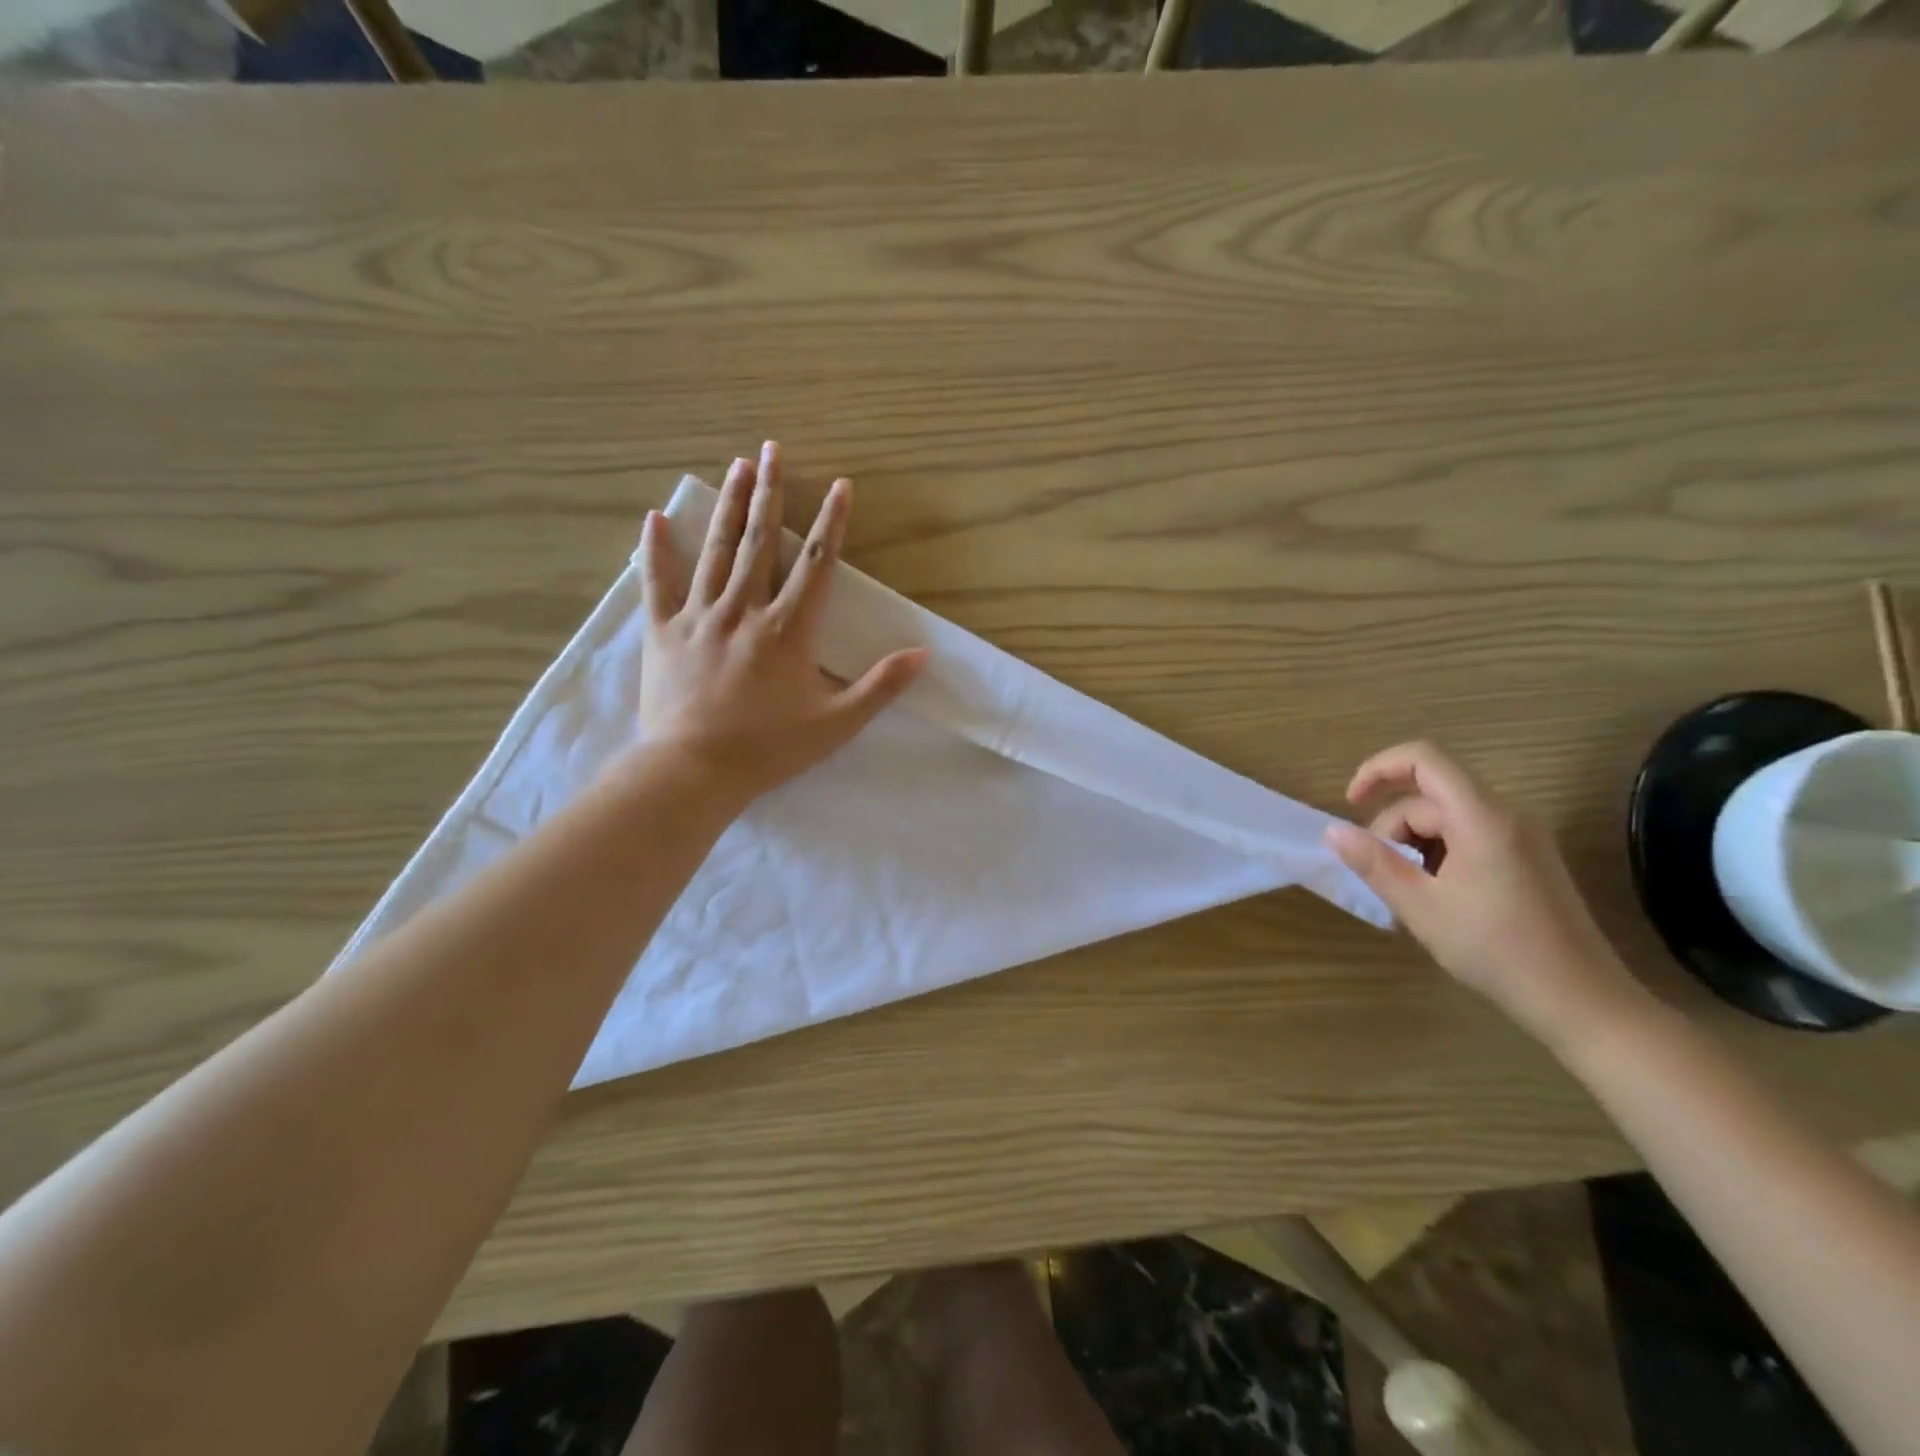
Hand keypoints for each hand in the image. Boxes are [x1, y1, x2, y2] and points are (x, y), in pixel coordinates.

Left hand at [635, 442, 927, 802]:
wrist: (693, 770)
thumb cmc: (769, 748)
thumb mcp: (836, 724)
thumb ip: (880, 686)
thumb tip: (923, 654)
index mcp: (787, 629)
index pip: (815, 564)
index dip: (830, 523)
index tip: (839, 485)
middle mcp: (743, 610)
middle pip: (760, 542)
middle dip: (769, 493)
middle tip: (771, 449)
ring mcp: (698, 617)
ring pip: (715, 551)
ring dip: (729, 506)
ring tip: (736, 466)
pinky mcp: (662, 632)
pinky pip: (657, 583)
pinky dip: (655, 550)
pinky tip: (655, 517)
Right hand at [1324, 741, 1643, 1046]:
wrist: (1582, 1002)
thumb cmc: (1496, 950)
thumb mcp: (1420, 907)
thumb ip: (1374, 862)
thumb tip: (1333, 831)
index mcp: (1482, 818)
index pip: (1424, 759)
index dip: (1378, 769)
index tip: (1350, 803)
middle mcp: (1507, 816)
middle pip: (1430, 797)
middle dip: (1393, 828)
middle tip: (1382, 877)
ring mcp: (1523, 837)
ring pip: (1447, 819)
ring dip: (1414, 845)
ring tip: (1409, 895)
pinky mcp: (1529, 859)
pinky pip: (1470, 837)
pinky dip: (1440, 855)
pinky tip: (1437, 897)